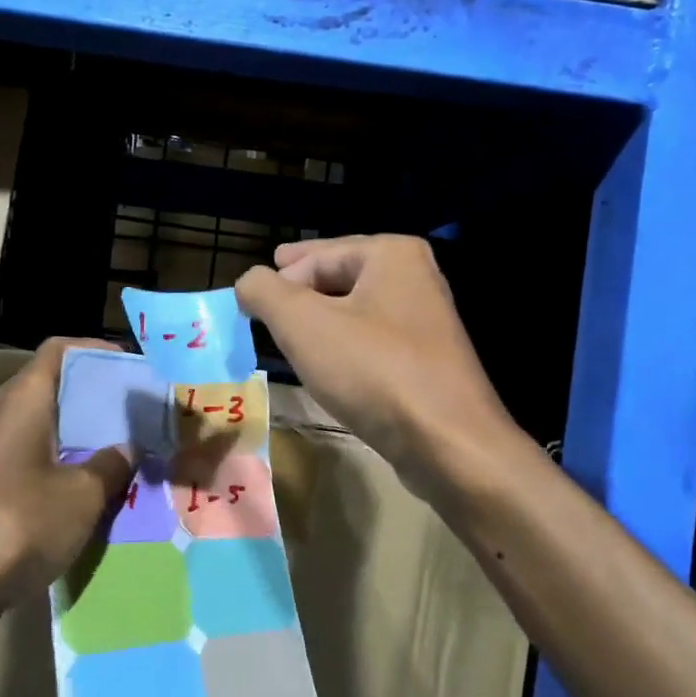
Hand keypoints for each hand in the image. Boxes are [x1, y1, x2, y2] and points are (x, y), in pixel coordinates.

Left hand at [0, 338, 133, 606]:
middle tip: (140, 412)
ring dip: (85, 433)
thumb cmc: (20, 524)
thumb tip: (128, 448)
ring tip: (128, 448)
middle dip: (99, 396)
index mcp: (24, 400)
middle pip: (55, 386)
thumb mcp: (82, 494)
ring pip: (47, 424)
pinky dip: (66, 461)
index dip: (97, 350)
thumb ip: (112, 464)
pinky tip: (95, 487)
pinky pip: (36, 456)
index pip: (60, 349)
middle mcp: (3, 414)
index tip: (134, 370)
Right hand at [237, 236, 514, 494]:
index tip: (251, 302)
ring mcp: (426, 321)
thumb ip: (264, 292)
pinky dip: (345, 347)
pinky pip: (372, 342)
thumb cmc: (372, 370)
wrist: (447, 442)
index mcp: (392, 254)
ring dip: (322, 321)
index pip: (316, 256)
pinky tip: (328, 365)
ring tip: (291, 334)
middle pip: (339, 277)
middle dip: (301, 292)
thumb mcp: (302, 323)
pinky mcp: (427, 361)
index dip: (279, 278)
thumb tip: (248, 282)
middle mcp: (416, 277)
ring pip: (356, 311)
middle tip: (268, 302)